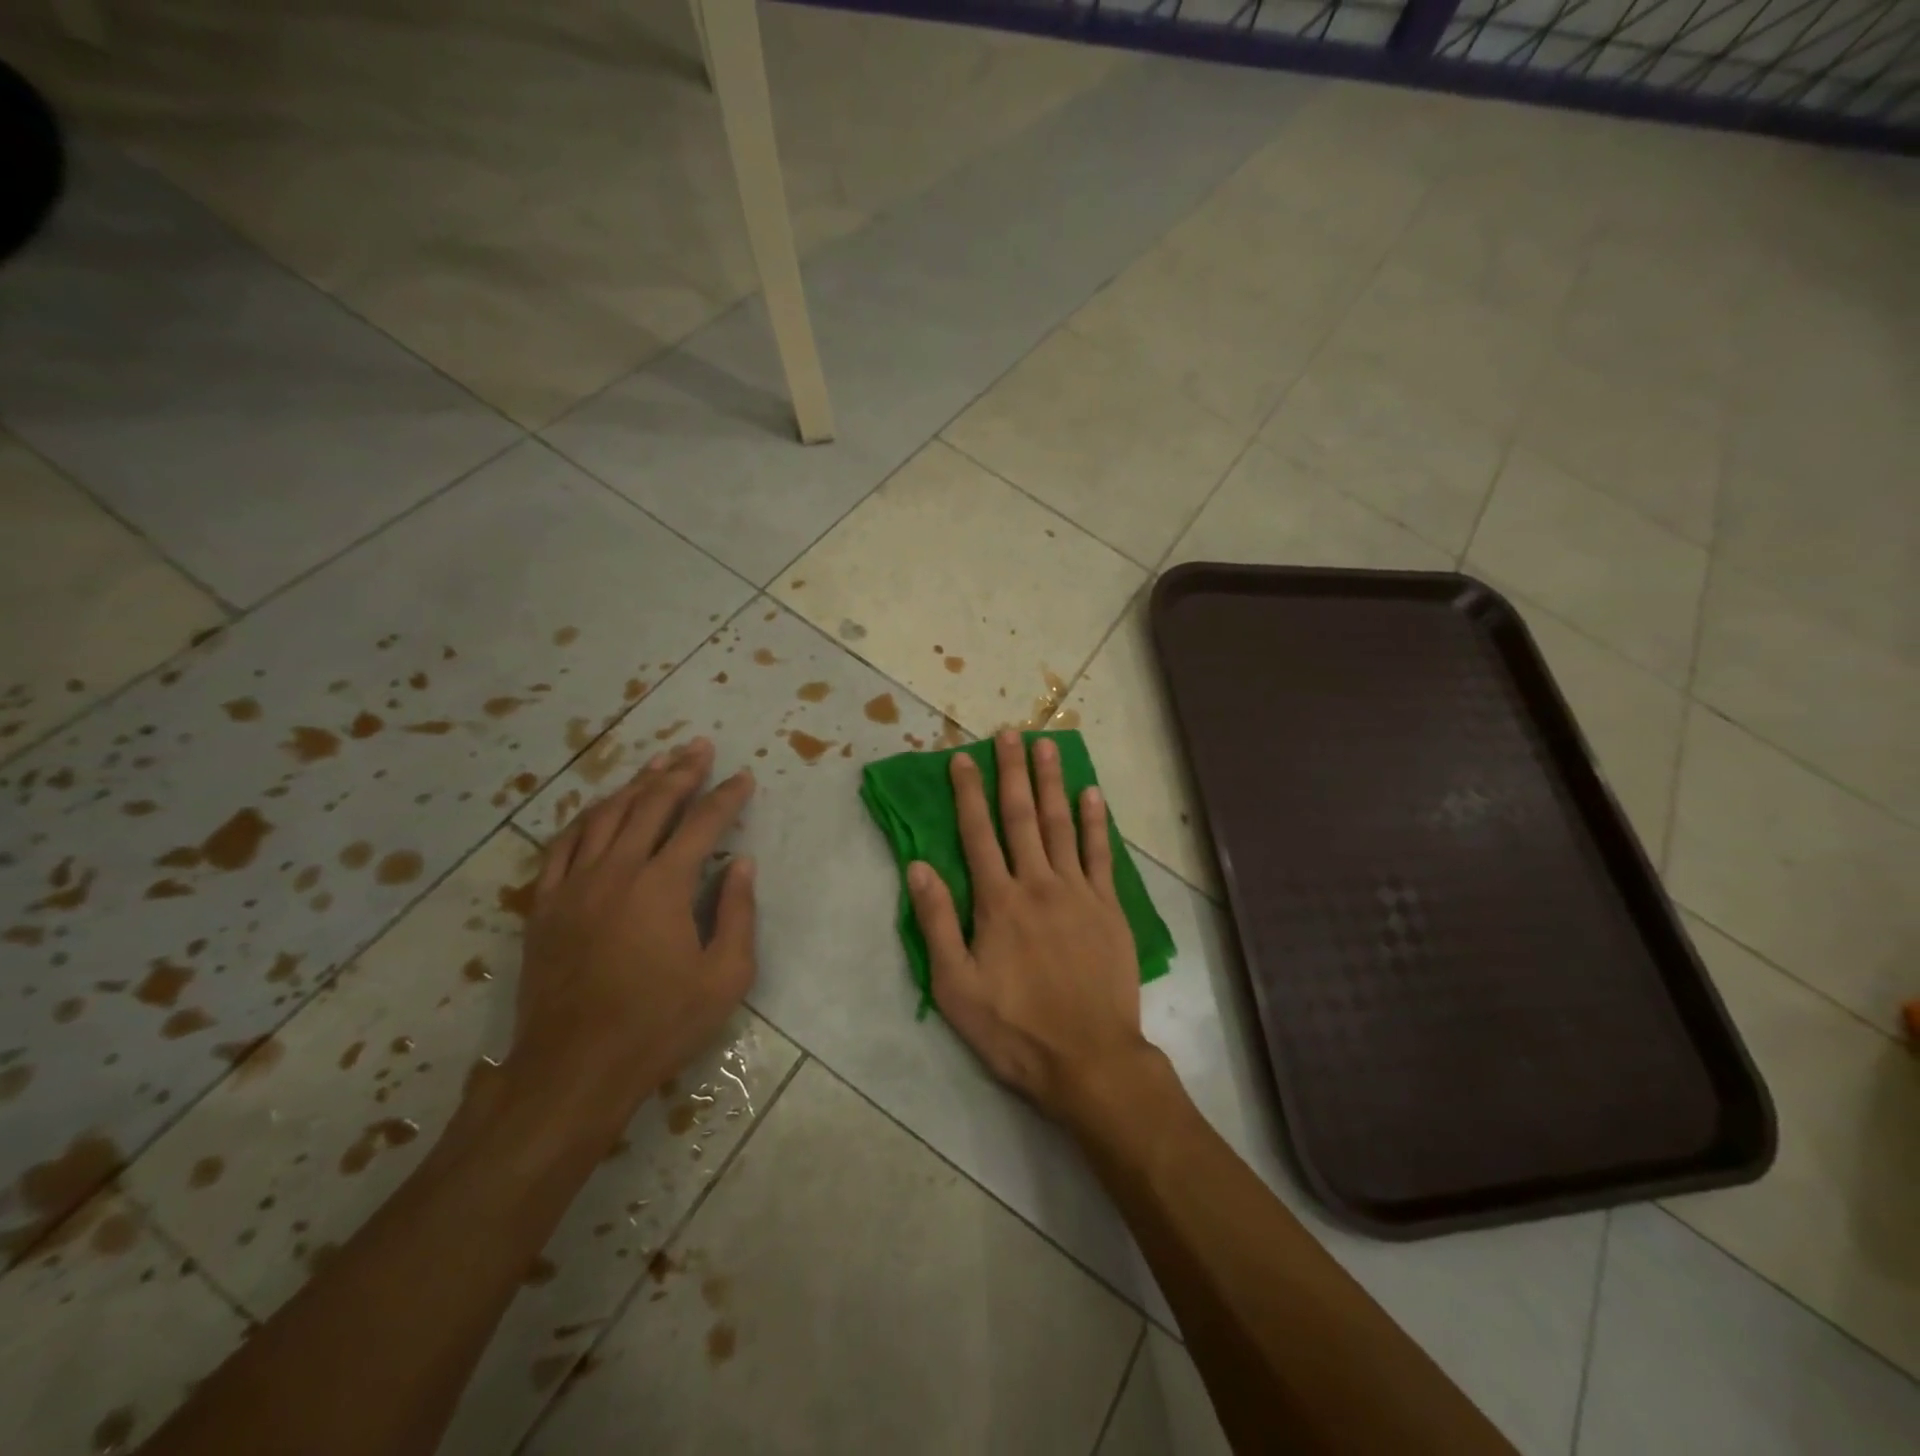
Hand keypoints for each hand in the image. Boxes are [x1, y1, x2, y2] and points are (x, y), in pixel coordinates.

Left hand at [513, 738, 756, 1114]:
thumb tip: (742, 864)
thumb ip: (737, 913)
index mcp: (664, 885)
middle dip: (681, 772)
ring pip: (605, 815)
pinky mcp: (545, 904)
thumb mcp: (725, 977)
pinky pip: (562, 845)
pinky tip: (598, 809)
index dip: (727, 796)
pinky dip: (584, 818)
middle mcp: (617, 870)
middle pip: (651, 804)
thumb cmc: (659, 1024)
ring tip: (657, 764)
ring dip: (635, 785)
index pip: (703, 823)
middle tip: (699, 747)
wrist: (574, 1067)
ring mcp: (574, 884)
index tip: (744, 777)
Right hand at [907, 730, 1156, 1124]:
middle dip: (1013, 772)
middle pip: (1022, 816)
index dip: (967, 793)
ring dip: (1052, 782)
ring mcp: (1078, 892)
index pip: (977, 833)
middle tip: (1009, 732)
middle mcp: (1038, 884)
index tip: (961, 758)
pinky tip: (1092, 794)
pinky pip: (1100, 854)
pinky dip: (1096, 822)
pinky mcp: (1109, 908)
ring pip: (1062, 824)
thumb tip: (918, 866)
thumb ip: (936, 923)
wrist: (1089, 1060)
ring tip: (1047, 745)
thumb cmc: (1014, 1028)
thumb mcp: (955, 987)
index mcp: (998, 901)